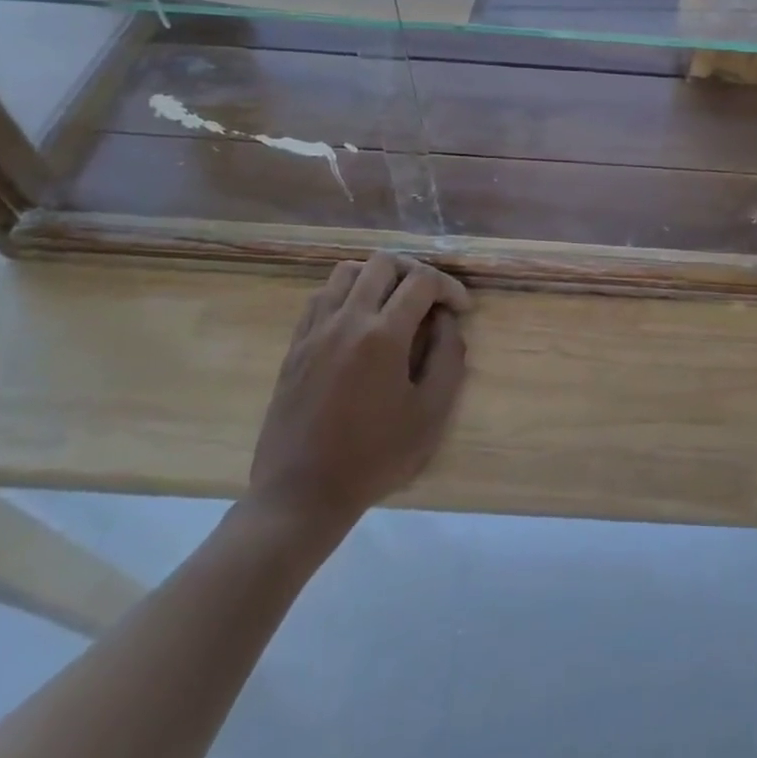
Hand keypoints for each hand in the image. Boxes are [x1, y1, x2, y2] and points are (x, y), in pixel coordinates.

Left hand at [246, 253, 469, 541]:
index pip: (422, 281)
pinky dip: (345, 294)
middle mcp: (347, 320)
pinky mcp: (295, 346)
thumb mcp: (430, 414)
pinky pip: (321, 297)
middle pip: (383, 263)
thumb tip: (446, 321)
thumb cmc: (373, 458)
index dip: (449, 287)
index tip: (461, 310)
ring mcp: (315, 331)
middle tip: (430, 299)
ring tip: (393, 303)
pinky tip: (358, 321)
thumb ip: (448, 358)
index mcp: (383, 335)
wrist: (300, 495)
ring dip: (377, 277)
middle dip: (415, 272)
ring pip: (347, 272)